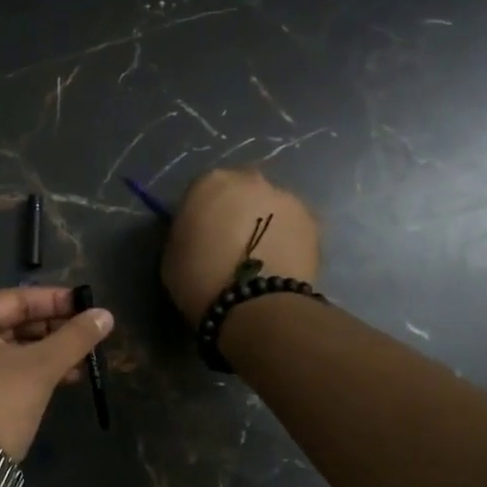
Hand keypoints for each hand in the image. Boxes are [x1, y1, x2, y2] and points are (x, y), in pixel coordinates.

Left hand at [0, 286, 114, 459]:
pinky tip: (63, 379)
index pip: (17, 299)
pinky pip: (3, 369)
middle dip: (54, 330)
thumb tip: (106, 315)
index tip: (90, 306)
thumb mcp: (40, 368)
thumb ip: (74, 338)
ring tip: (83, 361)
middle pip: (13, 322)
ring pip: (11, 348)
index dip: (56, 301)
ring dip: (47, 353)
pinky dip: (31, 371)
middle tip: (89, 335)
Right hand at [161, 168, 321, 322]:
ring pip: (270, 207)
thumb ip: (187, 232)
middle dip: (236, 211)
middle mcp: (250, 180)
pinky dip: (286, 239)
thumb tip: (200, 233)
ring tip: (259, 257)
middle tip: (230, 244)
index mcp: (210, 183)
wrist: (255, 306)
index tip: (199, 236)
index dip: (200, 214)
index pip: (201, 191)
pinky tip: (279, 263)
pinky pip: (292, 227)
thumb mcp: (172, 253)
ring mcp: (286, 198)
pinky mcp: (314, 222)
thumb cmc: (200, 280)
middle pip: (240, 192)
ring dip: (264, 223)